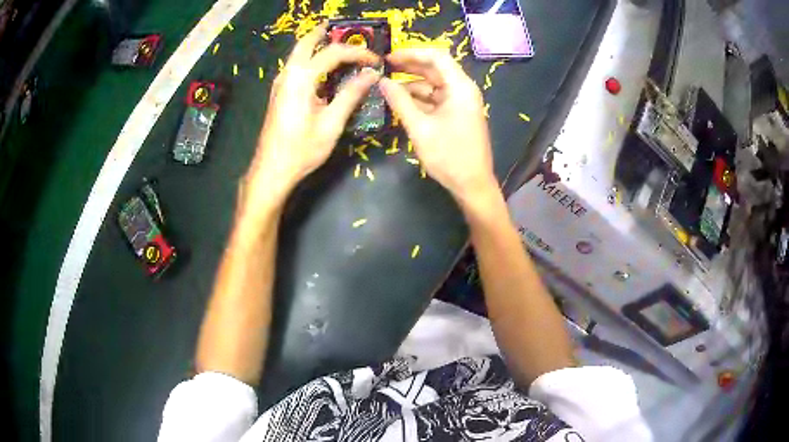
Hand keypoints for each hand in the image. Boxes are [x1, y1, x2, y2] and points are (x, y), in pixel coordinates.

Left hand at [246, 23, 380, 200]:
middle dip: (325, 34)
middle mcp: (288, 74)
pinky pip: (295, 67)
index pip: (334, 53)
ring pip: (298, 53)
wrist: (272, 170)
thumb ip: (351, 94)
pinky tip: (323, 69)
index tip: (376, 61)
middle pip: (306, 43)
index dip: (358, 53)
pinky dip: (310, 59)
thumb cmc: (302, 149)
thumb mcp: (332, 123)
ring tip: (338, 47)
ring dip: (316, 45)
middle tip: (345, 31)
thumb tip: (371, 73)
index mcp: (302, 78)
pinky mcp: (279, 93)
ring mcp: (280, 83)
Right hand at [379, 49, 497, 201]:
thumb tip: (381, 81)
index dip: (411, 54)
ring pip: (433, 85)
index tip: (388, 58)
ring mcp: (461, 102)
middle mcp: (463, 90)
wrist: (472, 185)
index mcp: (460, 87)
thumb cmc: (448, 156)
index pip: (436, 57)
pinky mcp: (457, 114)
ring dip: (411, 85)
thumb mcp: (419, 127)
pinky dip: (419, 99)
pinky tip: (400, 102)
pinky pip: (436, 99)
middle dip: (409, 68)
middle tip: (382, 69)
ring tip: (386, 88)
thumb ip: (399, 101)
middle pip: (434, 69)